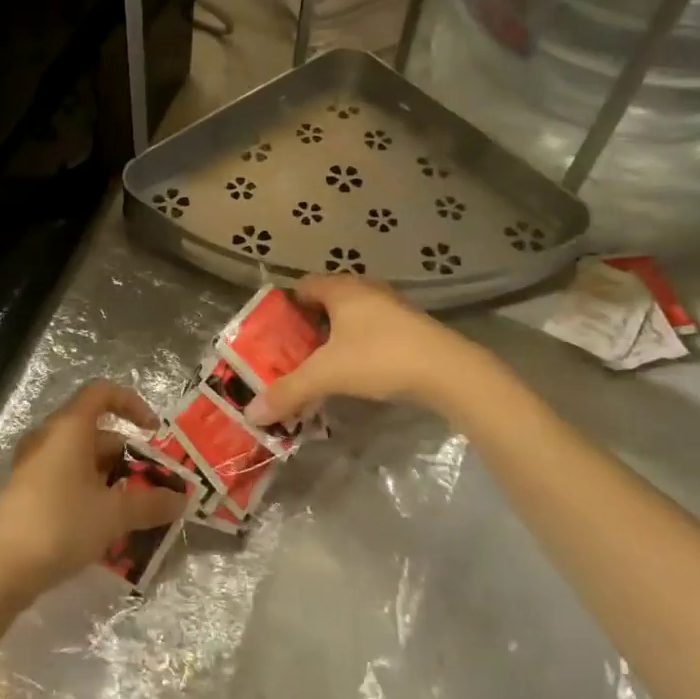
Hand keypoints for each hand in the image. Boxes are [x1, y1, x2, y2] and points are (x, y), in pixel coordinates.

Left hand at [0, 380, 189, 597]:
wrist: (0, 570)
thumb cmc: (61, 525)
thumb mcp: (114, 515)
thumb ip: (150, 503)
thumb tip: (181, 499)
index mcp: (70, 428)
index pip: (103, 393)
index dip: (133, 404)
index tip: (153, 432)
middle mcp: (50, 437)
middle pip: (97, 430)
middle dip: (128, 455)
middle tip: (150, 485)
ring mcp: (34, 464)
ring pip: (82, 458)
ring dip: (111, 477)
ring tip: (133, 510)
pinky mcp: (27, 491)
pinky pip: (67, 477)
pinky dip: (90, 490)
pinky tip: (104, 524)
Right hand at [245, 275, 475, 423]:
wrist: (448, 371)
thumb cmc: (380, 358)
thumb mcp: (327, 375)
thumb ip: (289, 391)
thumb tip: (251, 412)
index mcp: (341, 289)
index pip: (303, 285)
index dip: (285, 307)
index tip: (273, 334)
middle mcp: (366, 289)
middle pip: (327, 301)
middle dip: (308, 326)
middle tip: (292, 354)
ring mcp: (392, 307)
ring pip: (352, 317)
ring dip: (335, 338)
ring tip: (321, 367)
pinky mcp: (411, 327)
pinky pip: (373, 330)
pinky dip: (358, 346)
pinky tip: (356, 372)